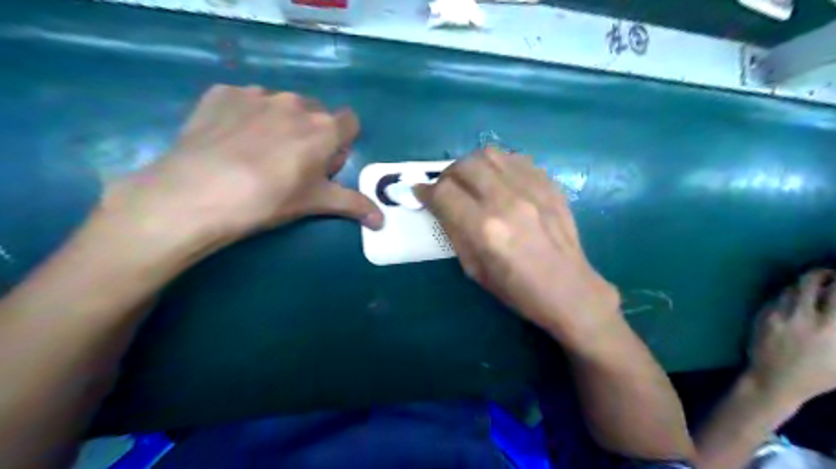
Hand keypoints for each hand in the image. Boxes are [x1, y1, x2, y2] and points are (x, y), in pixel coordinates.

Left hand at [102, 85, 384, 245]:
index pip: (350, 122)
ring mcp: (256, 94)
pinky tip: (229, 141)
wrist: (197, 193)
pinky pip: (245, 101)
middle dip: (311, 134)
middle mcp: (295, 103)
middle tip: (291, 164)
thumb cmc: (270, 199)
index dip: (341, 143)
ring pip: (281, 106)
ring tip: (256, 154)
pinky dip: (245, 116)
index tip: (324, 164)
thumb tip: (382, 222)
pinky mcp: (222, 93)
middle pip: (315, 114)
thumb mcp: (316, 203)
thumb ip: (354, 205)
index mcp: (324, 128)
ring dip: (279, 123)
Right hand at [413, 150, 618, 336]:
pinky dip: (499, 165)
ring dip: (471, 164)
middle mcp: (506, 201)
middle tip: (446, 188)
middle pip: (465, 165)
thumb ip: (454, 231)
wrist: (569, 289)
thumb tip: (438, 205)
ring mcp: (532, 189)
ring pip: (490, 154)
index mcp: (484, 229)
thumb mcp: (474, 269)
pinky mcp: (549, 184)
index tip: (420, 193)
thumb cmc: (517, 289)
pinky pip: (516, 159)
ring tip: (471, 180)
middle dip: (447, 174)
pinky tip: (498, 180)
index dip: (425, 191)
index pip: (443, 193)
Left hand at [749, 269, 835, 407]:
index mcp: (831, 328)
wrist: (774, 379)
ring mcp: (779, 314)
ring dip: (805, 284)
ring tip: (815, 287)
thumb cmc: (818, 375)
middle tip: (831, 276)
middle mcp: (804, 316)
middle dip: (824, 274)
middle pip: (810, 281)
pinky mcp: (762, 315)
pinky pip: (776, 298)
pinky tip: (795, 301)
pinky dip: (788, 296)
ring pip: (791, 287)